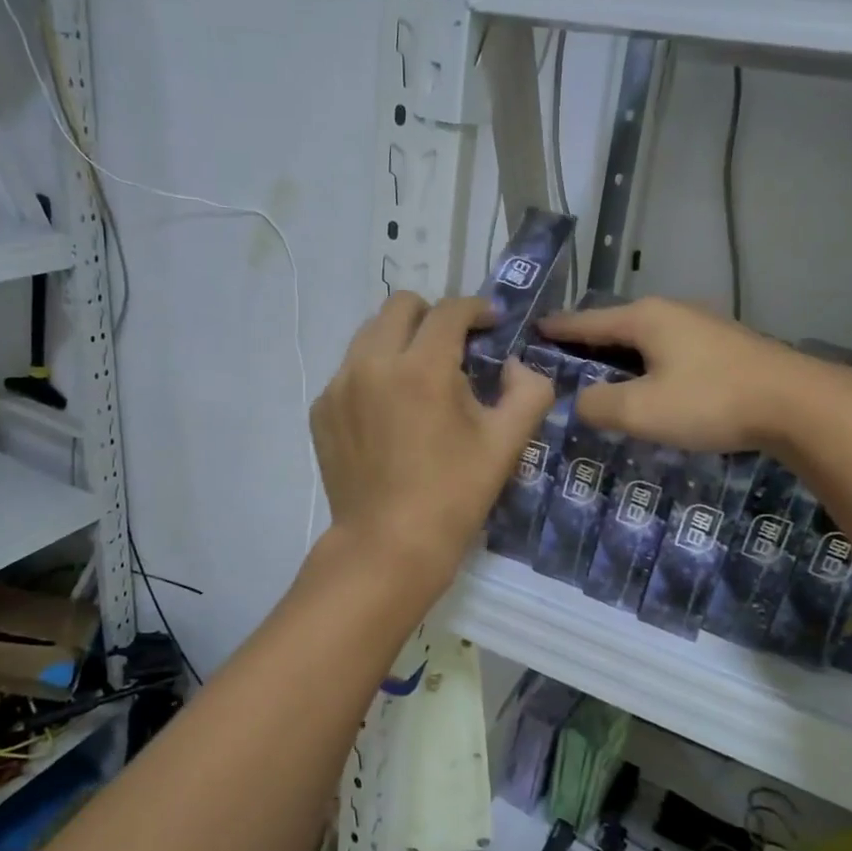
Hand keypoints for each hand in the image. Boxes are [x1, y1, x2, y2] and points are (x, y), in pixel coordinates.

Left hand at [311, 293, 553, 582]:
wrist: (388, 545)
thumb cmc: (454, 495)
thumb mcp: (507, 444)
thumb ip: (529, 391)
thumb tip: (515, 366)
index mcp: (422, 368)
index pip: (449, 311)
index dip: (476, 308)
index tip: (490, 323)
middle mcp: (373, 363)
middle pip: (401, 306)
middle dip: (433, 316)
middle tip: (453, 346)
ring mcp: (340, 385)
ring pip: (370, 333)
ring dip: (401, 340)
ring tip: (419, 377)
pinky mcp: (322, 408)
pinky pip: (350, 368)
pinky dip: (375, 372)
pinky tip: (390, 410)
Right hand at [540, 297, 851, 452]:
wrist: (797, 404)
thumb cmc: (710, 401)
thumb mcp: (642, 410)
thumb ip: (599, 405)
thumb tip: (580, 401)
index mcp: (645, 318)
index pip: (586, 321)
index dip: (557, 328)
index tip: (532, 329)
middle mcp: (671, 312)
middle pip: (616, 326)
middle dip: (586, 343)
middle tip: (559, 360)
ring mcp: (702, 327)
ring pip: (645, 339)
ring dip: (619, 357)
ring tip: (598, 375)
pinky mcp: (724, 348)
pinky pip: (669, 351)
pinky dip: (647, 365)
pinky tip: (648, 385)